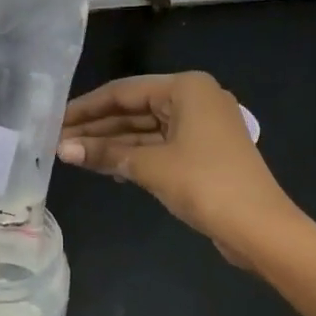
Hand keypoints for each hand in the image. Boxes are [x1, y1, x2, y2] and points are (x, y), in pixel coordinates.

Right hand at [56, 72, 294, 263]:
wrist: (260, 228)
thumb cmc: (204, 184)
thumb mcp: (150, 166)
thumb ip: (105, 153)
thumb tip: (63, 150)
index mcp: (186, 88)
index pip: (124, 92)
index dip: (87, 108)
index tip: (56, 121)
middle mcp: (194, 99)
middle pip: (134, 109)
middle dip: (97, 127)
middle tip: (59, 142)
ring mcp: (200, 127)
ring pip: (145, 129)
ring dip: (112, 143)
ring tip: (73, 155)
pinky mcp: (202, 152)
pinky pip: (158, 145)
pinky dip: (133, 155)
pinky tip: (105, 167)